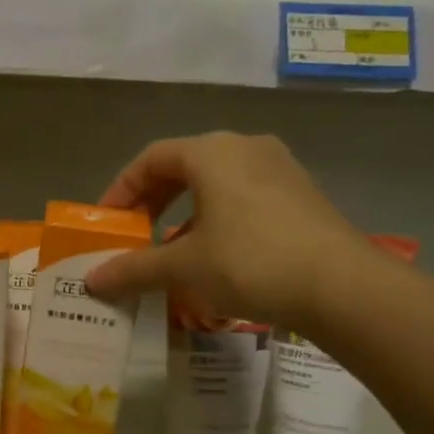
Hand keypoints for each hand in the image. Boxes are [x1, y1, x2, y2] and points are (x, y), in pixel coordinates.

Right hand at [83, 132, 372, 329]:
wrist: (342, 286)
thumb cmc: (251, 262)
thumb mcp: (184, 267)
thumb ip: (134, 268)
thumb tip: (91, 281)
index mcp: (211, 152)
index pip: (151, 158)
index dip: (121, 189)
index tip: (106, 222)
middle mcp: (245, 147)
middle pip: (183, 166)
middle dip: (152, 200)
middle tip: (133, 233)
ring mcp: (279, 168)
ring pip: (216, 182)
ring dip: (185, 212)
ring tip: (171, 248)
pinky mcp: (301, 194)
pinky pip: (244, 196)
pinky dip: (217, 217)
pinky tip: (216, 254)